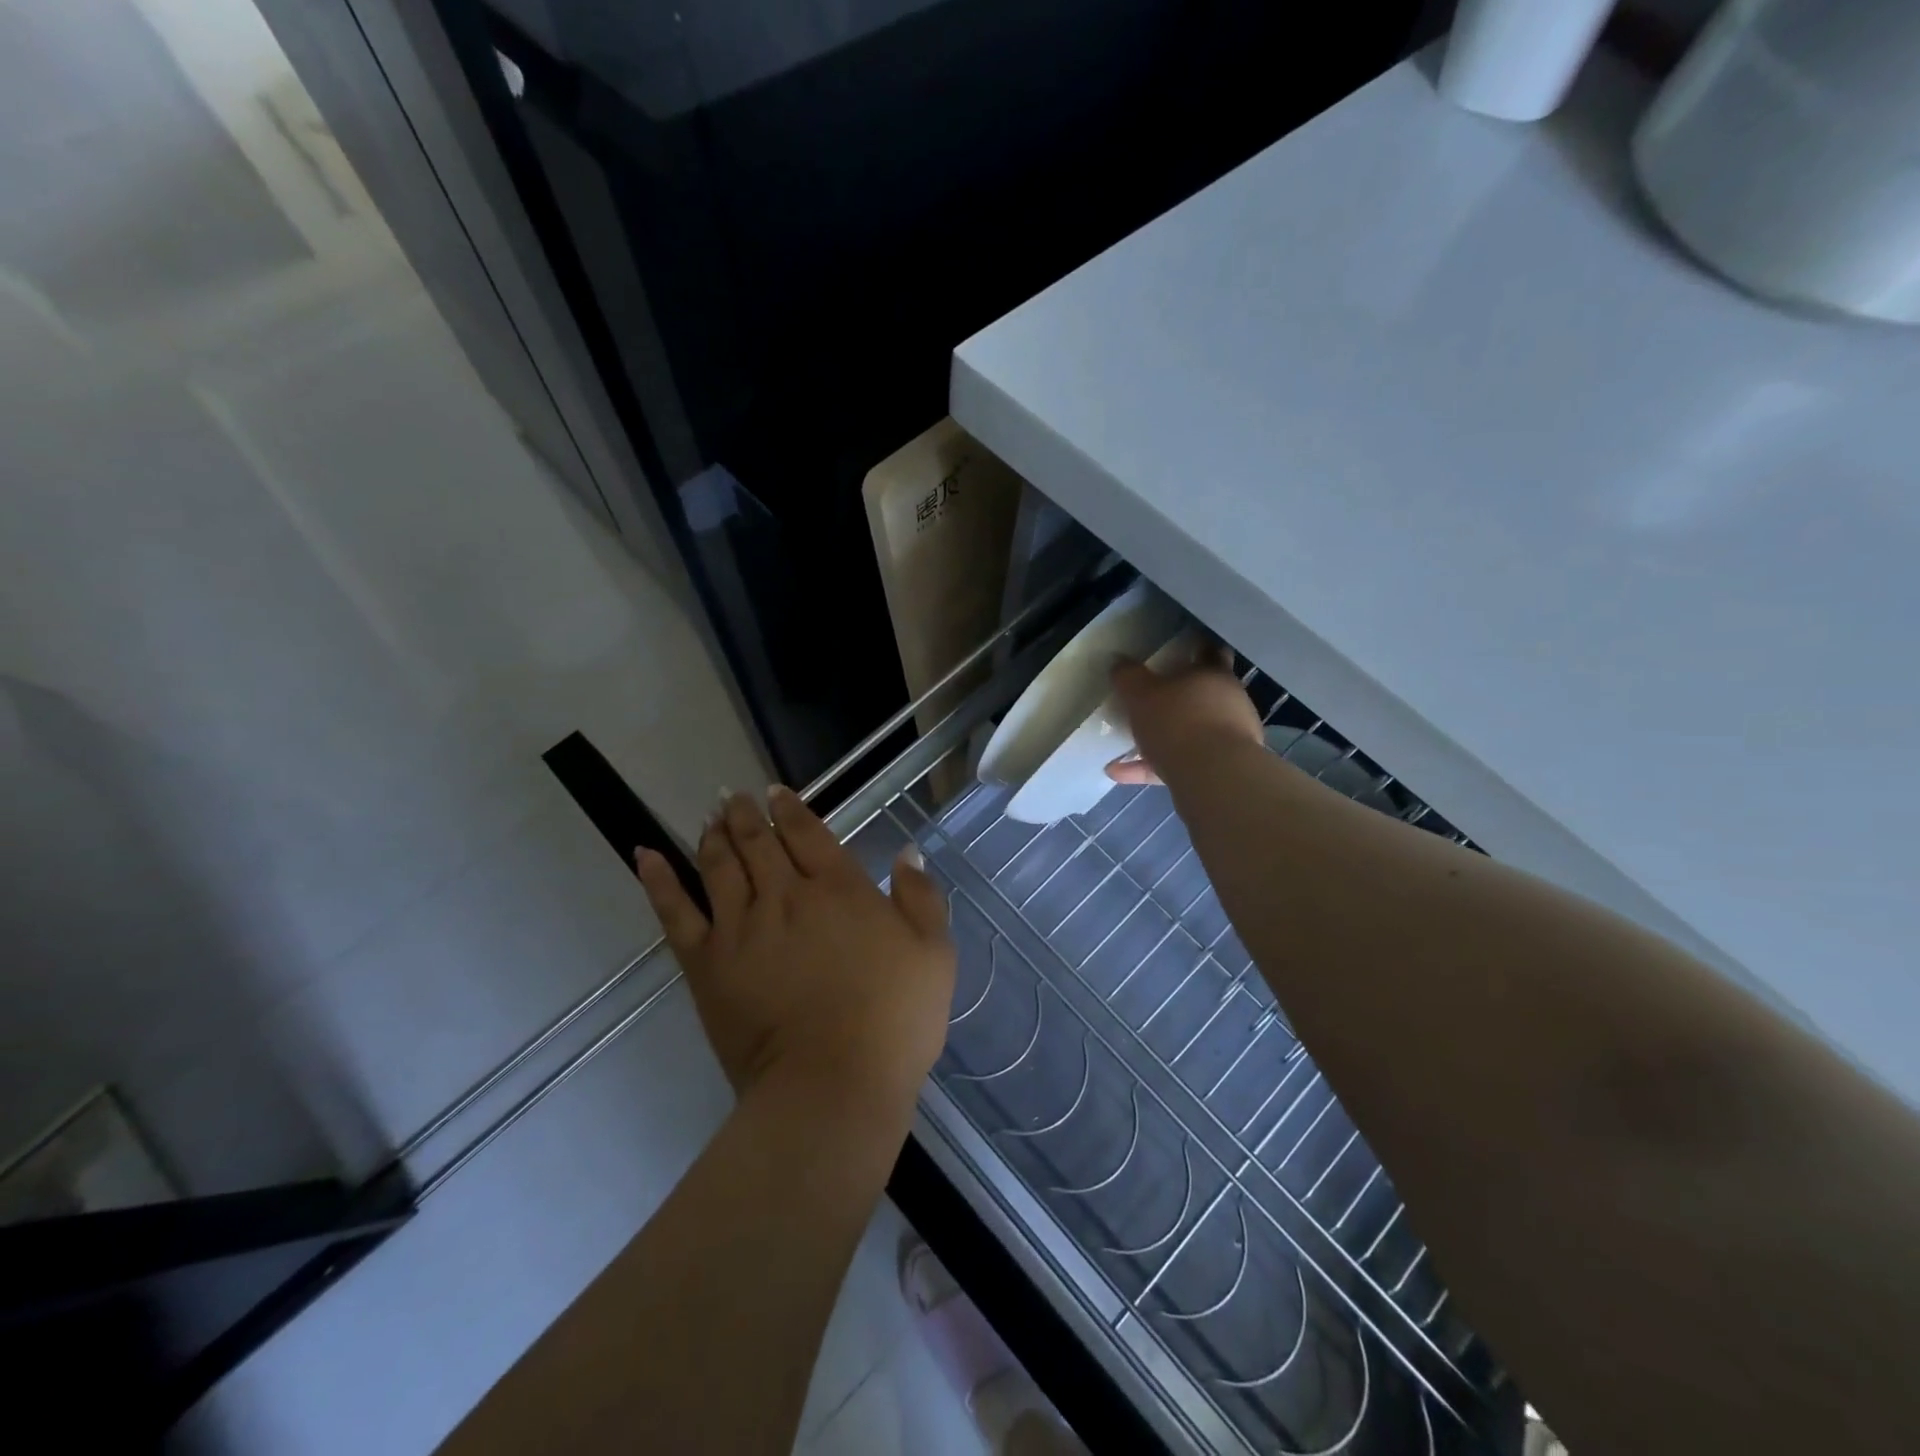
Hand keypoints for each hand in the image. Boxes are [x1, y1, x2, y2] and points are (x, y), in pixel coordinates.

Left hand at [636, 788, 955, 1124]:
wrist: (832, 1085)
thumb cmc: (893, 1020)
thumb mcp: (933, 954)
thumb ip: (920, 897)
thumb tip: (906, 852)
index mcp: (838, 888)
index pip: (807, 833)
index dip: (791, 808)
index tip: (777, 793)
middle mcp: (784, 895)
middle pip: (758, 842)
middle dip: (746, 814)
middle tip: (735, 796)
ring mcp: (740, 927)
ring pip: (718, 865)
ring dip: (713, 834)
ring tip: (710, 816)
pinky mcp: (706, 964)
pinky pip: (675, 912)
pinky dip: (659, 880)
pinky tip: (646, 855)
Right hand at [1105, 645, 1263, 785]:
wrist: (1214, 777)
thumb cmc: (1179, 722)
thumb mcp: (1141, 694)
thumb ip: (1128, 677)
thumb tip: (1118, 662)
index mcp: (1213, 675)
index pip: (1208, 652)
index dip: (1196, 647)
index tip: (1181, 647)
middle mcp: (1228, 703)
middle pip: (1201, 695)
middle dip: (1177, 698)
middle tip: (1149, 699)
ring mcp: (1228, 739)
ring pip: (1189, 733)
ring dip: (1161, 738)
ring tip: (1124, 746)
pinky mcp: (1219, 770)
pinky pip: (1179, 763)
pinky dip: (1151, 766)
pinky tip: (1119, 772)